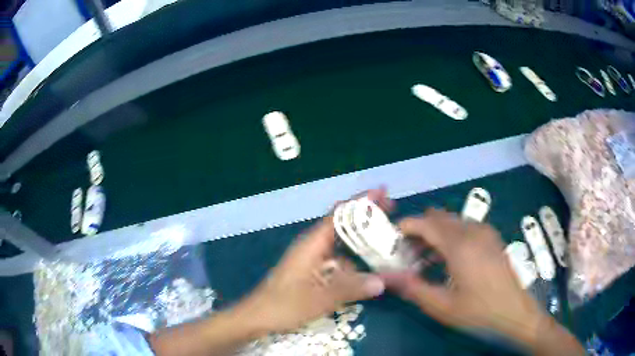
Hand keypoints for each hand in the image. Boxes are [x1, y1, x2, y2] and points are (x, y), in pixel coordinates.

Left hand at [237, 189, 392, 333]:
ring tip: (390, 241)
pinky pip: (340, 261)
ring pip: (343, 244)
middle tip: (394, 216)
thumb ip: (350, 289)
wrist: (258, 317)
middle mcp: (314, 247)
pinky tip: (371, 267)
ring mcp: (314, 260)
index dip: (361, 202)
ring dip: (364, 241)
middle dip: (367, 218)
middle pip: (344, 225)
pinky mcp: (315, 273)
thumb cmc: (283, 305)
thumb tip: (383, 281)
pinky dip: (356, 260)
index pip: (339, 215)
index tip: (384, 193)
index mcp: (312, 244)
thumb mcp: (318, 299)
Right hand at [381, 209, 547, 342]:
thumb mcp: (442, 306)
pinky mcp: (493, 238)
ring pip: (453, 222)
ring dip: (436, 233)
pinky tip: (449, 258)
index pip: (427, 223)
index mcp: (460, 245)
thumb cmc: (478, 311)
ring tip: (425, 257)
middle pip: (440, 218)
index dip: (407, 225)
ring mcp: (486, 233)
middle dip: (420, 229)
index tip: (392, 236)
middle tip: (407, 251)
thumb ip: (414, 289)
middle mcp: (473, 232)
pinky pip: (466, 227)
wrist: (515, 312)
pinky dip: (452, 235)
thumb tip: (389, 276)